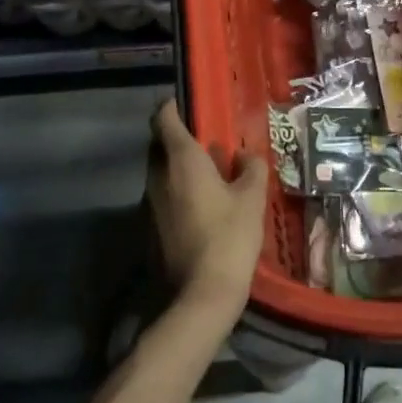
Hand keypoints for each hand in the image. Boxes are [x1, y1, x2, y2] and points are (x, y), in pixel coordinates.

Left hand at [147, 101, 268, 323]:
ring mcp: (150, 204)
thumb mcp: (252, 198)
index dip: (172, 106)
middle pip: (160, 144)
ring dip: (180, 169)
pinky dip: (178, 193)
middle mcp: (158, 176)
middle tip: (209, 144)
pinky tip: (204, 208)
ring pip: (161, 173)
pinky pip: (163, 197)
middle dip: (180, 139)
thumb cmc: (229, 237)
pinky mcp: (150, 229)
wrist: (201, 296)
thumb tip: (245, 156)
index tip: (189, 106)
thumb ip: (250, 168)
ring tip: (212, 177)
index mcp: (180, 160)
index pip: (163, 118)